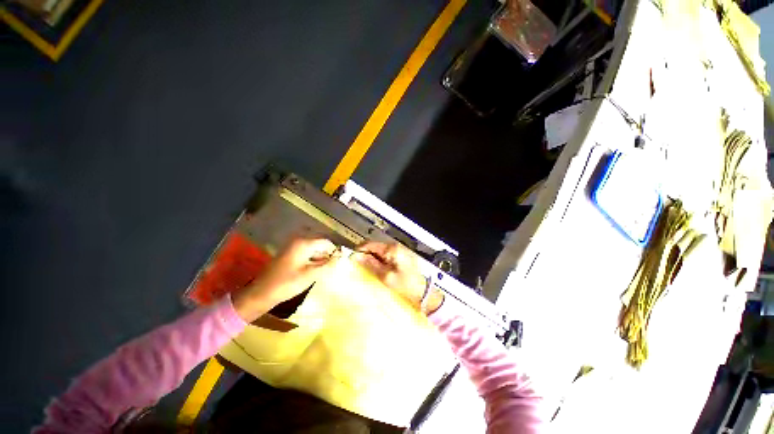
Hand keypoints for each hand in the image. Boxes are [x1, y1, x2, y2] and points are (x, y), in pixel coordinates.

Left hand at [232, 237, 337, 321]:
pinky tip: (316, 269)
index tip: (341, 260)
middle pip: (320, 244)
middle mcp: (298, 241)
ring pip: (314, 249)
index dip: (335, 250)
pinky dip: (314, 259)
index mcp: (303, 243)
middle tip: (335, 265)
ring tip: (326, 269)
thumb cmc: (287, 283)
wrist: (262, 293)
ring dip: (321, 257)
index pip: (325, 242)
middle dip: (328, 253)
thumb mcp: (311, 275)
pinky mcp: (290, 254)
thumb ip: (328, 265)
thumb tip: (341, 258)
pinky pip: (307, 253)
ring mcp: (293, 247)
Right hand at [353, 242, 443, 314]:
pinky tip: (379, 277)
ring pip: (378, 256)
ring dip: (372, 264)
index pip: (369, 244)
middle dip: (365, 259)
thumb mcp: (385, 277)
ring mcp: (399, 255)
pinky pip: (385, 261)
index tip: (351, 263)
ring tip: (369, 276)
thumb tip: (356, 256)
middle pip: (373, 250)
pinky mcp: (400, 262)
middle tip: (360, 272)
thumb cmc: (407, 288)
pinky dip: (379, 268)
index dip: (358, 252)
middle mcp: (396, 248)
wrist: (425, 297)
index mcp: (392, 249)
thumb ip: (370, 265)